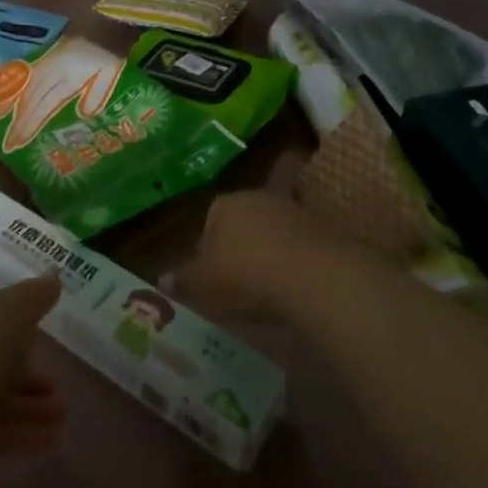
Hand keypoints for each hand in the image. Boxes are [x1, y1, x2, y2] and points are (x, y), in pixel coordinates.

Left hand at [0, 278, 66, 470]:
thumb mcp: (13, 311)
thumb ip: (35, 295)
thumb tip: (54, 275)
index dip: (23, 320)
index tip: (50, 328)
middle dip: (30, 373)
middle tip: (60, 385)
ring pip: (0, 400)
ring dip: (33, 407)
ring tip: (65, 416)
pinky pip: (0, 434)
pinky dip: (27, 436)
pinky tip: (55, 441)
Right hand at [176, 190, 384, 327]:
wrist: (313, 276)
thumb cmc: (245, 273)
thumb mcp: (203, 284)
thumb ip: (183, 281)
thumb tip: (162, 281)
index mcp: (225, 204)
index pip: (210, 218)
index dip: (207, 246)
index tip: (209, 274)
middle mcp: (260, 198)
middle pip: (244, 221)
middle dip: (240, 245)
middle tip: (236, 281)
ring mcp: (296, 212)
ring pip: (274, 232)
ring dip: (270, 254)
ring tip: (266, 288)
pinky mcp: (325, 232)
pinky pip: (300, 248)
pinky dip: (295, 264)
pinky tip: (292, 289)